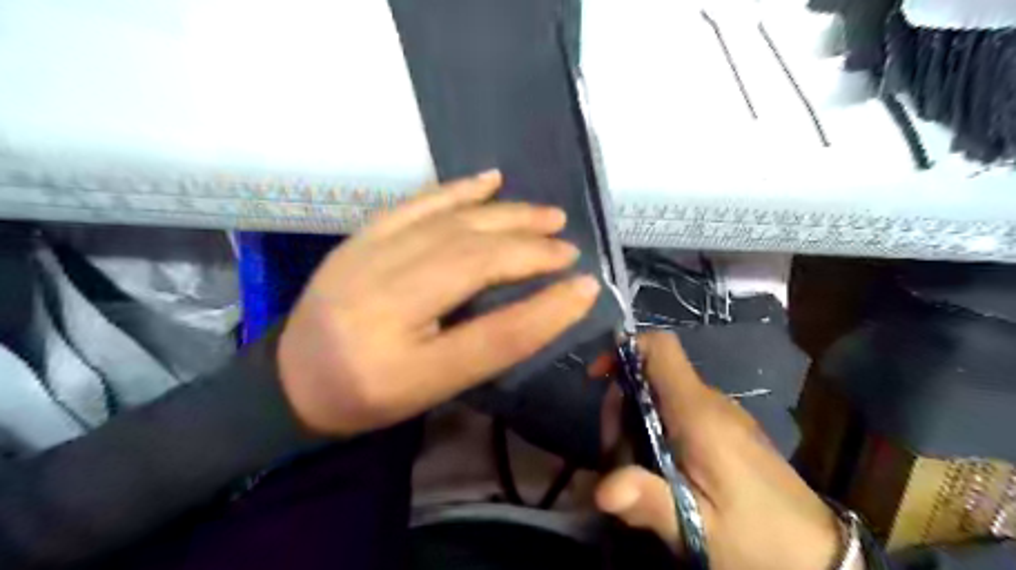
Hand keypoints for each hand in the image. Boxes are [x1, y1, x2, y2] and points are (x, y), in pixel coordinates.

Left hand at [277, 169, 597, 435]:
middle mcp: (380, 303)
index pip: (493, 333)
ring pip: (450, 226)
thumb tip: (547, 304)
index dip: (547, 309)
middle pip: (472, 263)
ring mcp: (365, 260)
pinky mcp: (360, 238)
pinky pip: (415, 204)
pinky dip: (458, 190)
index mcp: (401, 363)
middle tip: (567, 247)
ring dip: (507, 216)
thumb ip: (490, 348)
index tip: (587, 285)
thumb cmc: (370, 395)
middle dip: (529, 250)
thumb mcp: (434, 389)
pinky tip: (492, 180)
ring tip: (548, 215)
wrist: (293, 379)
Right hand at [597, 333, 842, 569]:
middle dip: (622, 403)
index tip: (598, 379)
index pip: (660, 348)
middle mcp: (710, 402)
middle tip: (616, 453)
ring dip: (637, 420)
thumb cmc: (760, 540)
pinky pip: (681, 411)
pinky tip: (662, 468)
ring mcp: (722, 414)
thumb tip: (602, 490)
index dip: (624, 351)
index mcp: (698, 413)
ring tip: (636, 468)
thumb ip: (649, 502)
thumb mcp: (699, 529)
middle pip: (653, 374)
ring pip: (664, 394)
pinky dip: (658, 427)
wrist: (822, 558)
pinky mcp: (728, 430)